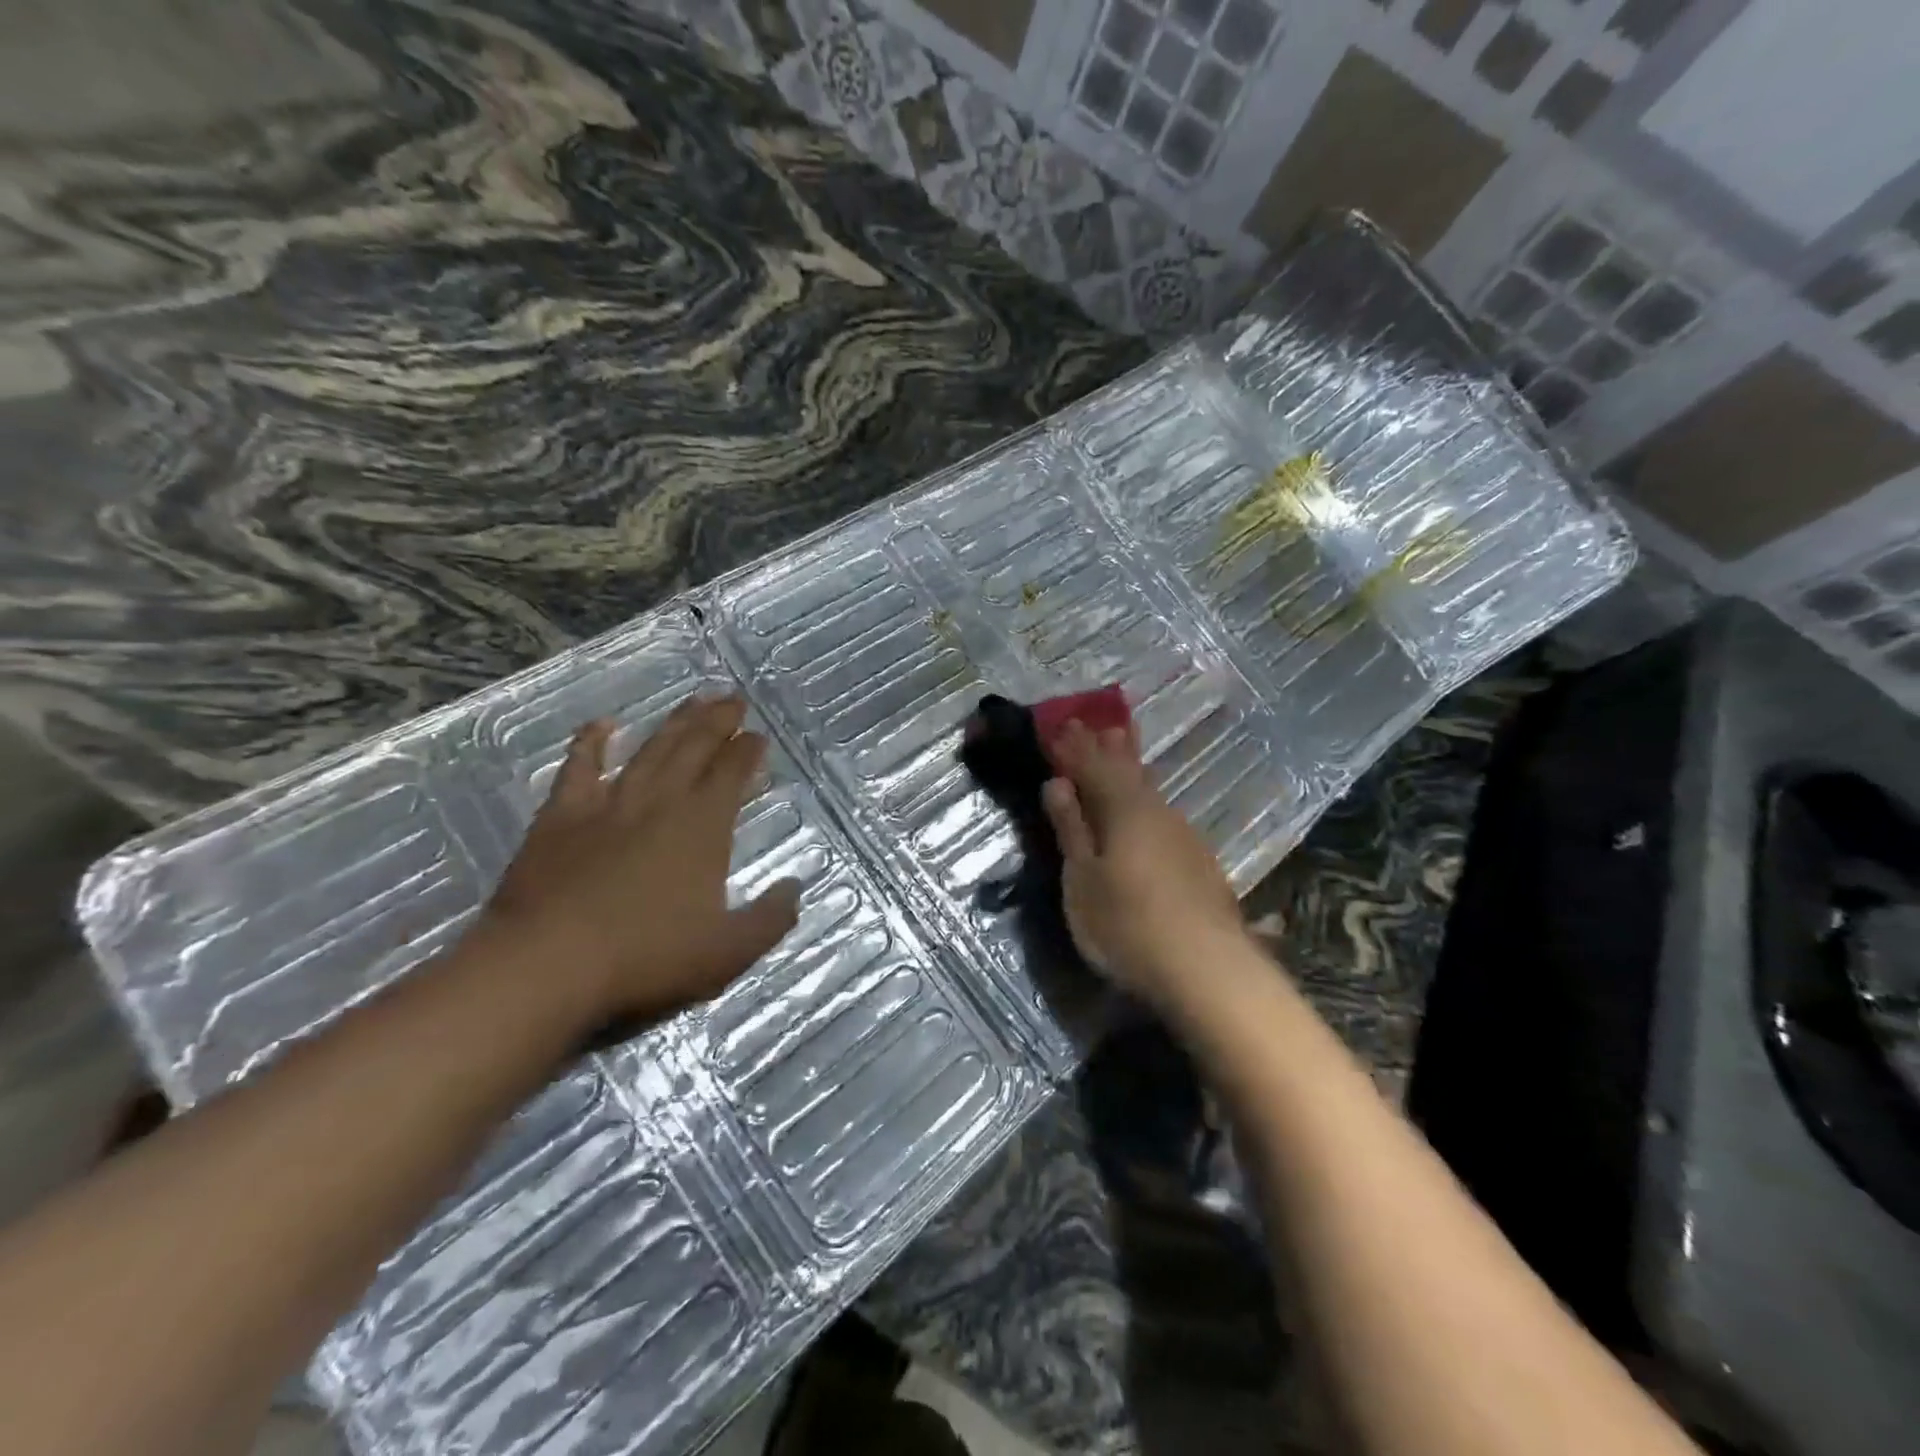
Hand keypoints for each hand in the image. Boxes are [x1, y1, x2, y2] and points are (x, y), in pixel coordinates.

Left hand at [477, 694, 801, 1027]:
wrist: (547, 965)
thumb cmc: (647, 957)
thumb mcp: (728, 951)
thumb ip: (770, 919)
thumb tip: (794, 888)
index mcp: (703, 827)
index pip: (732, 774)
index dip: (748, 751)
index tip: (758, 736)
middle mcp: (660, 802)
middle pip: (694, 748)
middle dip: (718, 721)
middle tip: (733, 698)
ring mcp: (608, 805)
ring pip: (649, 751)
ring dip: (673, 723)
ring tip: (693, 700)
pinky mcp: (561, 817)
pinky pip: (579, 768)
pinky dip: (591, 743)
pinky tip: (602, 725)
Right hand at [1041, 720, 1246, 1008]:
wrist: (1208, 970)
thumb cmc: (1128, 925)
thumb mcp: (1082, 881)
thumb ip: (1072, 830)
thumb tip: (1057, 784)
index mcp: (1123, 810)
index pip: (1092, 766)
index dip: (1073, 747)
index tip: (1060, 723)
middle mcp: (1156, 812)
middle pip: (1127, 770)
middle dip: (1106, 747)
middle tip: (1094, 722)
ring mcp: (1182, 835)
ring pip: (1149, 790)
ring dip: (1130, 767)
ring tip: (1120, 746)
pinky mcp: (1198, 860)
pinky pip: (1161, 812)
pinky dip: (1145, 798)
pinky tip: (1147, 807)